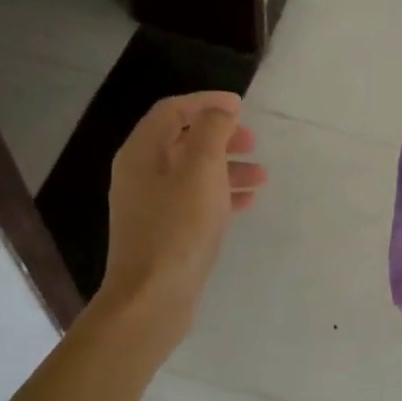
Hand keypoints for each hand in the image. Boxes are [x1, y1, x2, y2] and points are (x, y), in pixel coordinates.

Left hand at [95, 92, 265, 341]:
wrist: (152, 298)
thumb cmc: (178, 228)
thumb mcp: (201, 170)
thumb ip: (212, 131)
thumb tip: (220, 110)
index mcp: (142, 152)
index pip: (172, 110)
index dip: (206, 102)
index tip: (241, 106)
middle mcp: (140, 173)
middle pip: (182, 140)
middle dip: (220, 136)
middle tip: (253, 142)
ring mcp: (149, 205)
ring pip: (192, 172)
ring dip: (227, 167)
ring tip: (261, 176)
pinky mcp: (162, 231)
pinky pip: (194, 200)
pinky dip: (220, 194)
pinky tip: (246, 202)